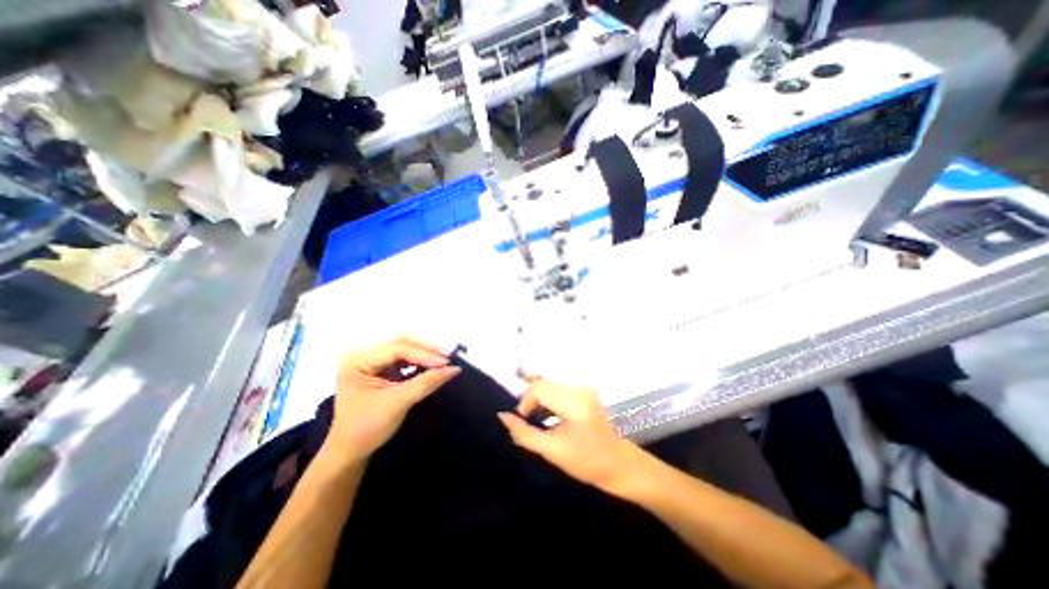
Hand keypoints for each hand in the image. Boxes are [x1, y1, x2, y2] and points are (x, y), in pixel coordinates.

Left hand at [328, 339, 458, 466]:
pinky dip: (420, 362)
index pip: (397, 348)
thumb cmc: (367, 428)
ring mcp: (371, 360)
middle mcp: (363, 353)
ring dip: (426, 355)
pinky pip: (405, 358)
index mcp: (357, 359)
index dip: (424, 354)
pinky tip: (433, 365)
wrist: (350, 452)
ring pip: (405, 349)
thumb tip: (454, 369)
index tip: (447, 363)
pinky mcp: (381, 368)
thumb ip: (426, 383)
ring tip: (445, 361)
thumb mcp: (398, 403)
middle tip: (449, 357)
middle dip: (427, 350)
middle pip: (402, 343)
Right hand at [496, 375, 644, 494]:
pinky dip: (548, 398)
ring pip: (550, 384)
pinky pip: (558, 388)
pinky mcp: (584, 391)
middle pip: (544, 383)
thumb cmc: (586, 462)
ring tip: (535, 417)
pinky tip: (546, 413)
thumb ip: (524, 434)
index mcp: (573, 403)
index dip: (525, 402)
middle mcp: (579, 389)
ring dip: (538, 398)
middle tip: (526, 418)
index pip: (539, 388)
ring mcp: (583, 388)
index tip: (523, 420)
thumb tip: (502, 416)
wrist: (618, 464)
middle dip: (530, 399)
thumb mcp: (551, 451)